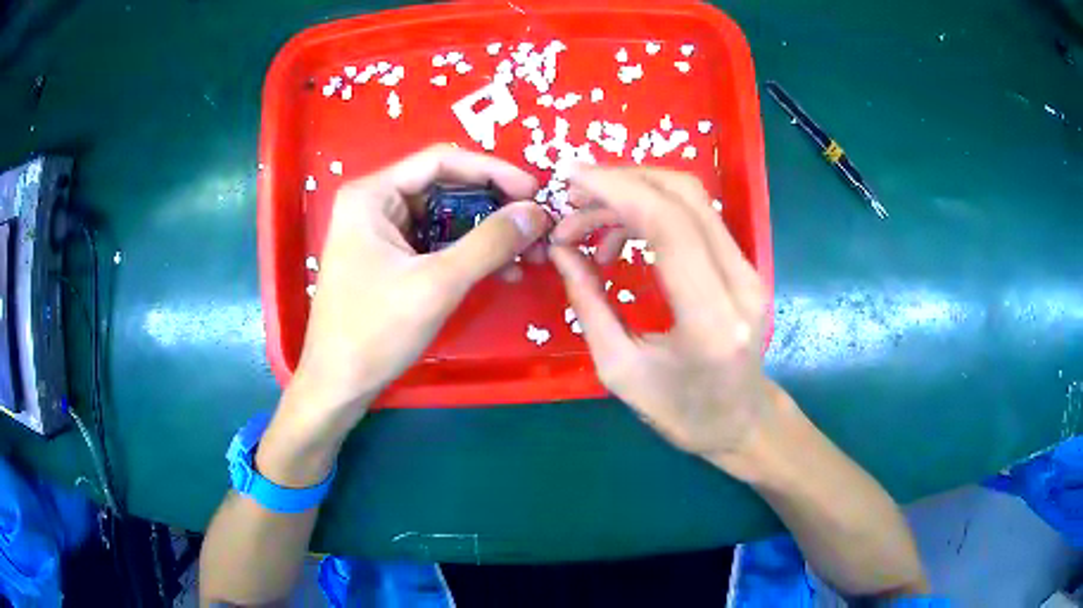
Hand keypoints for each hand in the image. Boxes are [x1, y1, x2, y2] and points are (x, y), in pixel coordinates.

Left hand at [261, 146, 550, 482]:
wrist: (338, 385)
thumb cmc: (374, 332)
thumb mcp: (436, 284)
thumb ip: (489, 243)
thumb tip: (536, 212)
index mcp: (373, 194)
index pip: (442, 160)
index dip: (493, 170)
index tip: (534, 191)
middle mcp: (376, 203)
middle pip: (447, 187)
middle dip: (495, 206)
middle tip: (536, 226)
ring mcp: (382, 231)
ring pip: (447, 216)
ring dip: (488, 233)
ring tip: (528, 253)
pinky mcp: (391, 257)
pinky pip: (438, 242)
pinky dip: (470, 253)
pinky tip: (502, 270)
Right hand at [549, 167, 769, 471]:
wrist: (741, 420)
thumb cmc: (681, 411)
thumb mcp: (619, 370)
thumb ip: (589, 304)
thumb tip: (561, 250)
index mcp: (710, 320)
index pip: (669, 225)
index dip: (616, 190)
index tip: (570, 180)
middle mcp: (740, 283)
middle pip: (684, 195)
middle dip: (622, 182)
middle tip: (574, 198)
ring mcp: (749, 269)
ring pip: (692, 197)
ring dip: (635, 194)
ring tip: (589, 226)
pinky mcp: (744, 264)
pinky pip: (697, 215)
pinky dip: (653, 210)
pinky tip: (623, 237)